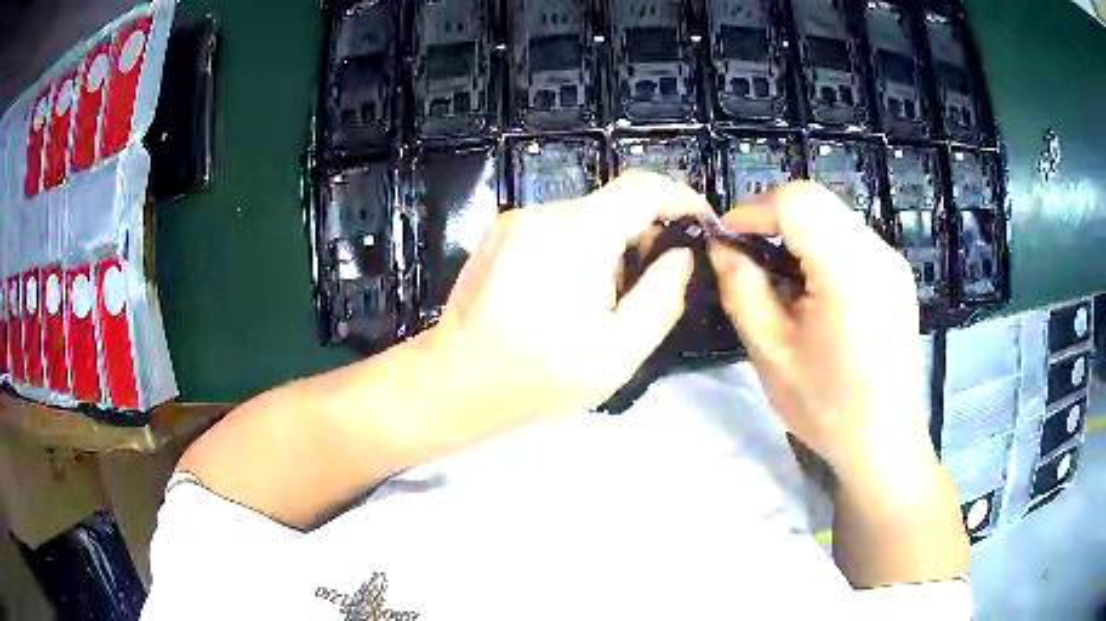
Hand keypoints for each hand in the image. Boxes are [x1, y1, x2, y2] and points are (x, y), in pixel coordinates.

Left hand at [430, 172, 710, 419]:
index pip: (641, 188)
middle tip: (658, 279)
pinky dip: (579, 249)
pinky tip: (570, 294)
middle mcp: (542, 213)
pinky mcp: (497, 235)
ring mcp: (514, 221)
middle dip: (644, 233)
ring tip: (609, 299)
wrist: (454, 383)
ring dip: (610, 245)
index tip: (702, 220)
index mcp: (576, 234)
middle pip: (612, 205)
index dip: (679, 196)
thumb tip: (681, 256)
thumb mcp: (618, 352)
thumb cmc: (537, 376)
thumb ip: (662, 297)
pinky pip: (555, 229)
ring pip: (584, 218)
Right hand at [709, 182, 930, 470]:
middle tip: (750, 257)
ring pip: (834, 214)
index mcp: (849, 273)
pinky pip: (852, 237)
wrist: (884, 443)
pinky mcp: (898, 274)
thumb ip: (740, 288)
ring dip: (798, 231)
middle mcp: (878, 254)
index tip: (728, 241)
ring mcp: (893, 262)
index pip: (796, 202)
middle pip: (816, 200)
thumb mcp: (769, 352)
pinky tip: (815, 289)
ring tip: (782, 277)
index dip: (753, 210)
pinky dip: (822, 245)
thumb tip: (723, 245)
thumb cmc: (826, 408)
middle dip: (773, 218)